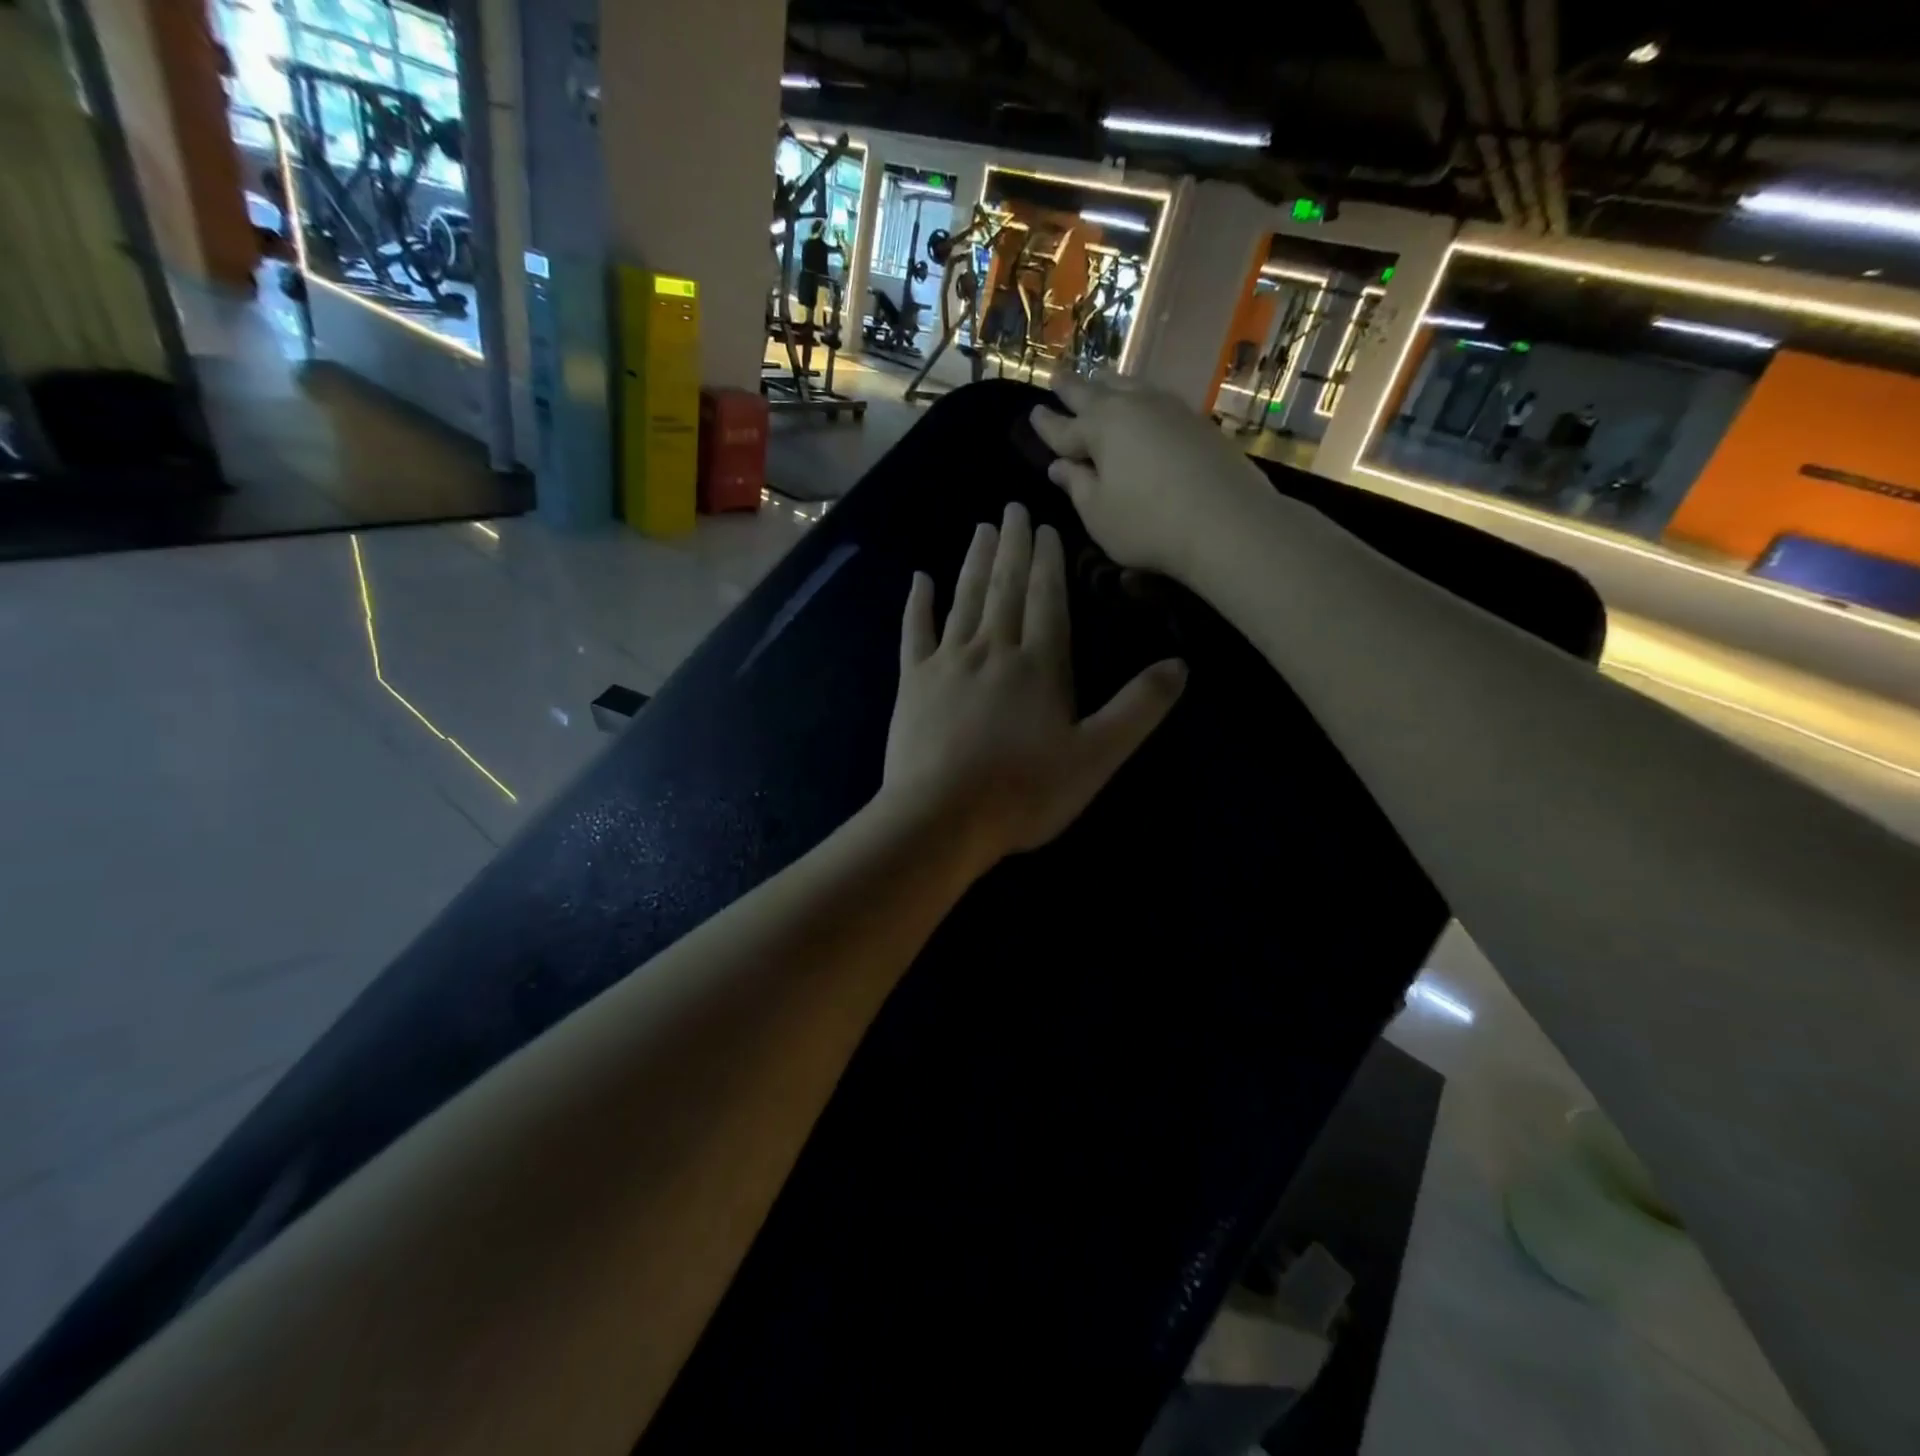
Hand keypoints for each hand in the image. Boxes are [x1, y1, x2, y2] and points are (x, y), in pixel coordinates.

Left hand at [880, 502, 1185, 869]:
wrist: (941, 817)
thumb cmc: (1025, 792)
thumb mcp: (1096, 757)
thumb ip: (1138, 709)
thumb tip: (1181, 665)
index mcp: (1040, 664)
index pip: (1047, 599)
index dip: (1048, 561)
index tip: (1046, 526)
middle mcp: (993, 650)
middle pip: (1005, 587)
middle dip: (1012, 546)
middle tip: (1012, 507)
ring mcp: (948, 662)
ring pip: (964, 599)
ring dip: (974, 562)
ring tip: (981, 528)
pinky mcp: (913, 682)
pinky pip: (915, 632)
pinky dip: (918, 603)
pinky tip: (919, 579)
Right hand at [1029, 372, 1279, 584]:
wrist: (1227, 521)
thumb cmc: (1148, 524)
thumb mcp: (1099, 514)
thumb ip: (1077, 486)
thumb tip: (1059, 466)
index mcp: (1099, 429)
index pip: (1063, 427)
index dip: (1045, 424)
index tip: (1033, 412)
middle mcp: (1132, 408)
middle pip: (1094, 394)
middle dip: (1072, 387)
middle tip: (1057, 375)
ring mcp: (1168, 410)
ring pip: (1129, 386)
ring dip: (1108, 382)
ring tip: (1098, 377)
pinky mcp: (1197, 421)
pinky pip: (1156, 398)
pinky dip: (1139, 395)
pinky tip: (1143, 401)